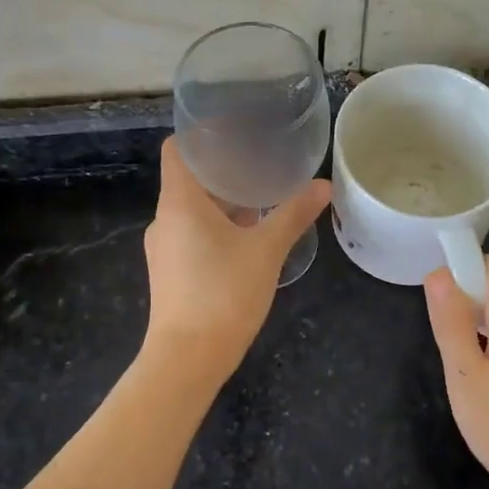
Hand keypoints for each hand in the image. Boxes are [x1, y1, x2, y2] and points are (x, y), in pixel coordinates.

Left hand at [142, 137, 330, 379]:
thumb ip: (293, 214)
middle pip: (189, 179)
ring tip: (262, 198)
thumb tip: (323, 186)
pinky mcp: (171, 272)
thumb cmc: (223, 294)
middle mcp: (165, 220)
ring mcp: (164, 248)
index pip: (177, 149)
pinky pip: (193, 235)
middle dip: (224, 170)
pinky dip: (218, 227)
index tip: (235, 130)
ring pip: (193, 210)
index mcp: (180, 202)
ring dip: (224, 202)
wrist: (187, 358)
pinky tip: (249, 237)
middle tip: (261, 162)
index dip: (201, 135)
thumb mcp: (266, 250)